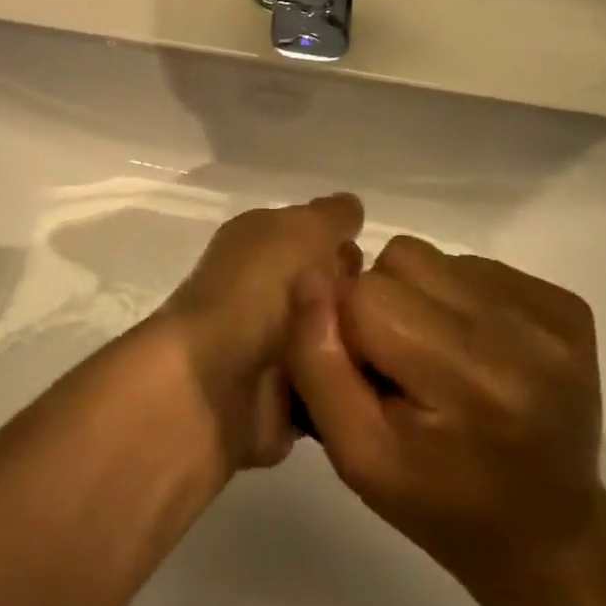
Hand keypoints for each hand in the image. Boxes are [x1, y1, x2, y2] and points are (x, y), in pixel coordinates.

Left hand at [154, 194, 364, 470]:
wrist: (217, 380)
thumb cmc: (259, 288)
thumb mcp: (301, 230)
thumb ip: (329, 216)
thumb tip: (350, 206)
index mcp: (256, 242)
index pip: (313, 238)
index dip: (345, 251)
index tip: (380, 272)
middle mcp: (259, 289)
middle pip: (329, 291)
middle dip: (359, 303)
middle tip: (385, 317)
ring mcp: (268, 346)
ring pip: (335, 342)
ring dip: (359, 349)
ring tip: (387, 357)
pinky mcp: (278, 399)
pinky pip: (330, 391)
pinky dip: (350, 390)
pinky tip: (377, 392)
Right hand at [287, 235, 603, 585]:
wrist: (550, 536)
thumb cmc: (440, 504)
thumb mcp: (356, 455)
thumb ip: (318, 363)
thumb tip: (311, 277)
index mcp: (471, 380)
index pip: (365, 296)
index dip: (348, 332)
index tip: (370, 379)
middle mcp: (522, 334)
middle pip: (399, 263)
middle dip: (380, 306)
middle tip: (401, 368)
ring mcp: (551, 315)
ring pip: (431, 257)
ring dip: (415, 297)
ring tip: (436, 357)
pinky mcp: (566, 305)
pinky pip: (470, 265)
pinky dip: (454, 298)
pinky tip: (472, 351)